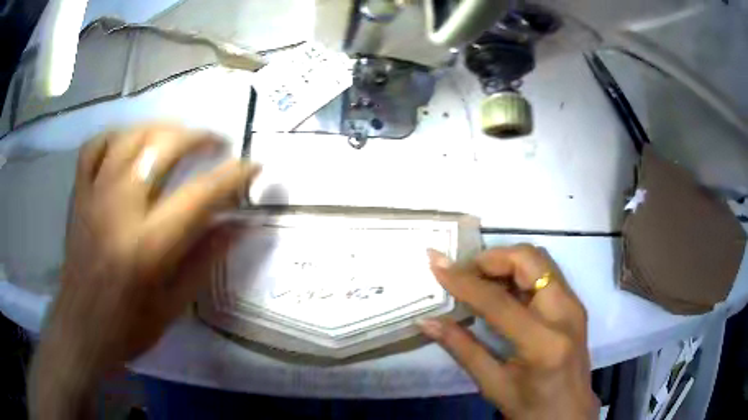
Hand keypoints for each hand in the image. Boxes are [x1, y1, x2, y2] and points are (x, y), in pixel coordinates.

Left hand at [29, 124, 259, 418]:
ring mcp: (95, 196)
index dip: (233, 176)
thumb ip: (204, 259)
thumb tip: (238, 226)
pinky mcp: (79, 195)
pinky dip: (115, 136)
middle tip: (216, 143)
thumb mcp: (174, 305)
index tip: (253, 165)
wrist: (81, 330)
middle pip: (162, 147)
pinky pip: (94, 147)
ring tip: (177, 137)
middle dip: (197, 137)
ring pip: (130, 137)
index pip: (200, 195)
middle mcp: (120, 208)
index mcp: (148, 244)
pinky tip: (129, 143)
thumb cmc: (128, 327)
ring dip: (161, 128)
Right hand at [419, 245, 598, 419]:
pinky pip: (546, 272)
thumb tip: (426, 322)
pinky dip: (519, 272)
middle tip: (464, 274)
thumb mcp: (493, 385)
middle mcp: (565, 313)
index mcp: (543, 343)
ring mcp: (574, 305)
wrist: (570, 413)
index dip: (464, 281)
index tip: (436, 263)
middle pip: (529, 260)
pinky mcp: (575, 304)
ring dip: (506, 262)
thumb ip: (462, 349)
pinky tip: (501, 291)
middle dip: (492, 259)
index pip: (499, 301)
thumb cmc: (530, 407)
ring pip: (539, 259)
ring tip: (479, 281)